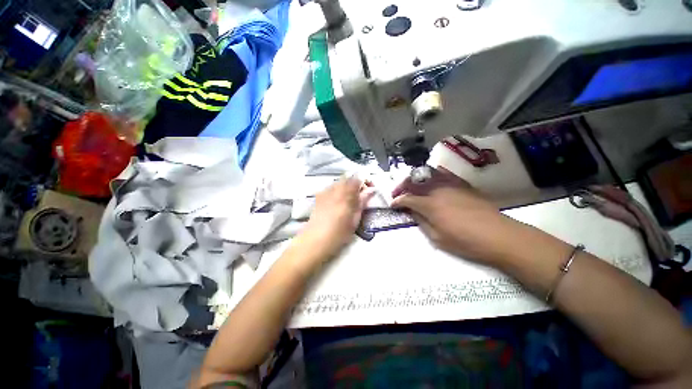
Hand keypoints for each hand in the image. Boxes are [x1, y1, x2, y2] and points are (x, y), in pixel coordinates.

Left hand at [299, 177, 373, 259]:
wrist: (315, 240)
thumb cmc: (339, 233)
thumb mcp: (355, 219)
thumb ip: (362, 202)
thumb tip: (370, 190)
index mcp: (345, 194)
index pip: (357, 179)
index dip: (365, 182)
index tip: (369, 190)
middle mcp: (334, 189)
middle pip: (347, 178)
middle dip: (355, 184)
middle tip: (359, 196)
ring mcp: (325, 191)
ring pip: (338, 182)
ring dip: (346, 187)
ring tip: (348, 200)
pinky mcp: (319, 196)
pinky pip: (331, 188)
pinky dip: (337, 191)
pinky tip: (337, 202)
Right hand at [391, 167, 514, 264]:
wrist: (499, 236)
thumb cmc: (466, 242)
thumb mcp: (437, 238)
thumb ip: (421, 222)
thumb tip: (412, 211)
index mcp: (430, 205)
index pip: (407, 198)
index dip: (397, 201)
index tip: (392, 204)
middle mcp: (438, 190)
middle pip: (414, 181)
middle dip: (402, 186)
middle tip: (398, 194)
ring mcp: (451, 185)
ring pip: (427, 174)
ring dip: (415, 179)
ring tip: (412, 186)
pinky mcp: (462, 184)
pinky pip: (444, 173)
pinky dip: (434, 173)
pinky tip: (431, 177)